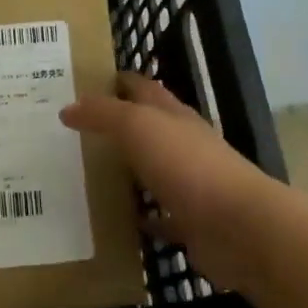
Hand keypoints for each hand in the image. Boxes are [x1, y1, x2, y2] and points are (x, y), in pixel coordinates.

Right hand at [60, 73, 279, 294]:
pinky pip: (161, 216)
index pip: (143, 87)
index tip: (87, 82)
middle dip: (118, 125)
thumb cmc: (187, 165)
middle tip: (76, 130)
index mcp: (173, 115)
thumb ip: (102, 114)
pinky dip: (143, 216)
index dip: (119, 80)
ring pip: (153, 170)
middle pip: (148, 127)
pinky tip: (119, 220)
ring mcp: (190, 184)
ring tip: (87, 173)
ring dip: (128, 171)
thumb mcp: (137, 126)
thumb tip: (68, 107)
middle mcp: (184, 144)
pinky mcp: (191, 222)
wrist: (238, 227)